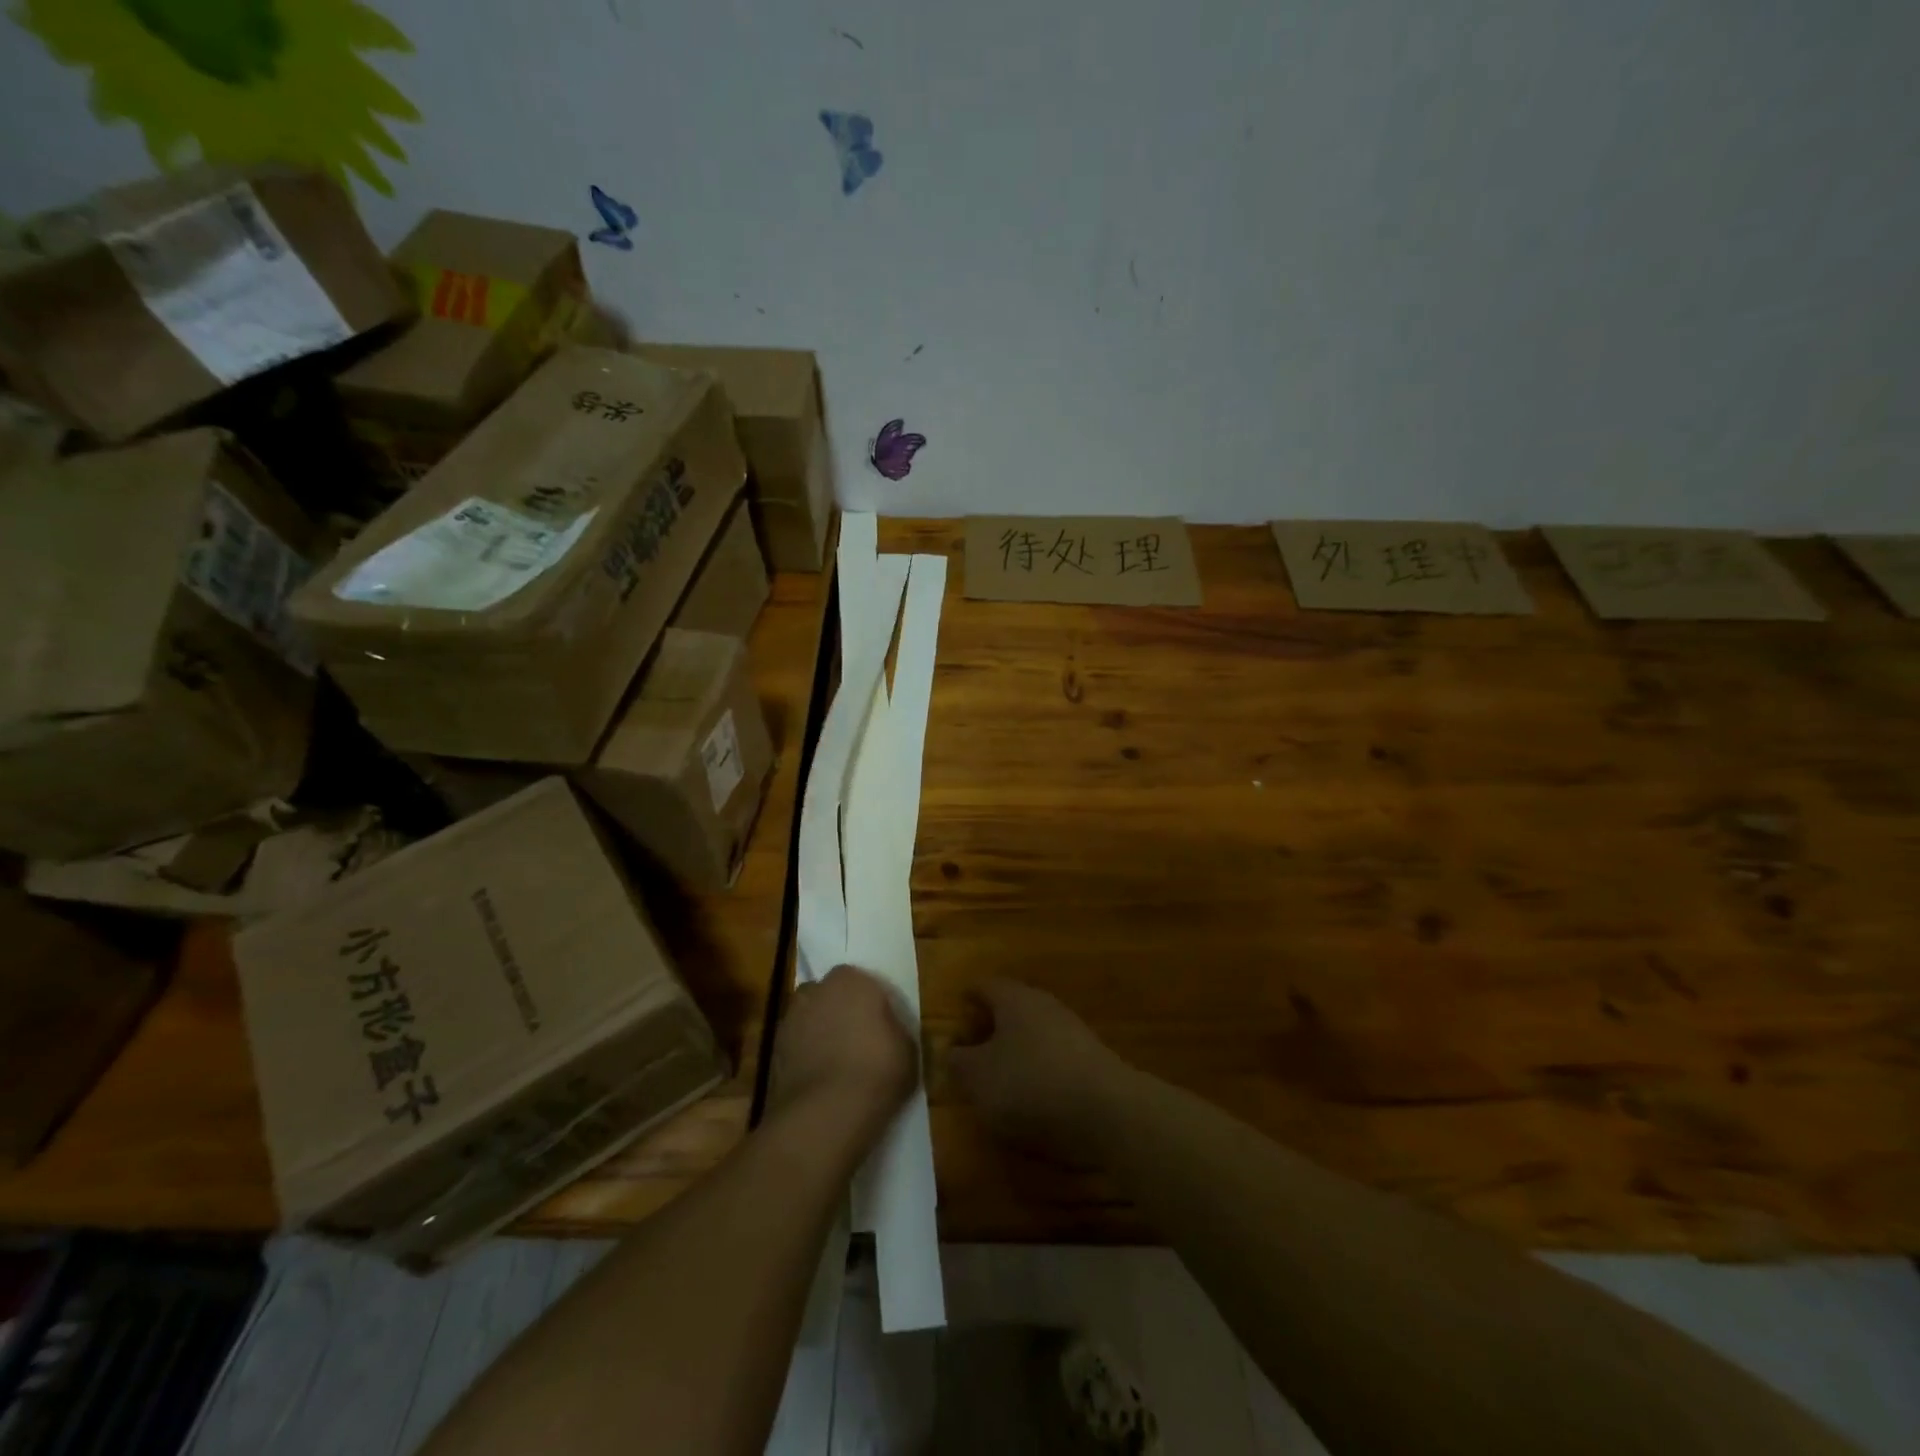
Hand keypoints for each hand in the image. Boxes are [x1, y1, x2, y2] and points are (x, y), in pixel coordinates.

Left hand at [769, 965, 917, 1144]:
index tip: (880, 1025)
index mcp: (851, 980)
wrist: (825, 1114)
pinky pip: (796, 1046)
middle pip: (829, 995)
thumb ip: (895, 1030)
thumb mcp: (908, 1050)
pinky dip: (804, 1057)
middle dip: (839, 1011)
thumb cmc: (876, 1071)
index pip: (861, 981)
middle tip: (857, 1039)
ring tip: (836, 1064)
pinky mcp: (773, 1050)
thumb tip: (887, 1032)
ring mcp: (790, 1019)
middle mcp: (816, 990)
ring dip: (819, 1033)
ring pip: (809, 1019)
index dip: (869, 1003)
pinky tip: (819, 1081)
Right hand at [948, 979, 1132, 1165]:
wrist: (1105, 1111)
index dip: (968, 997)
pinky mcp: (1090, 1062)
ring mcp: (1072, 1032)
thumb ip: (958, 1062)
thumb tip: (952, 1052)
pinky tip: (1030, 1098)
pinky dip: (1037, 1071)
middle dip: (990, 1027)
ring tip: (996, 1080)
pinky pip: (1053, 1058)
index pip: (985, 986)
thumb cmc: (1029, 1083)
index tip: (956, 1011)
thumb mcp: (977, 1077)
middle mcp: (1044, 1005)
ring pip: (1033, 1034)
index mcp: (1014, 998)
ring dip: (1014, 1052)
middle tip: (970, 1051)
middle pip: (1011, 1008)